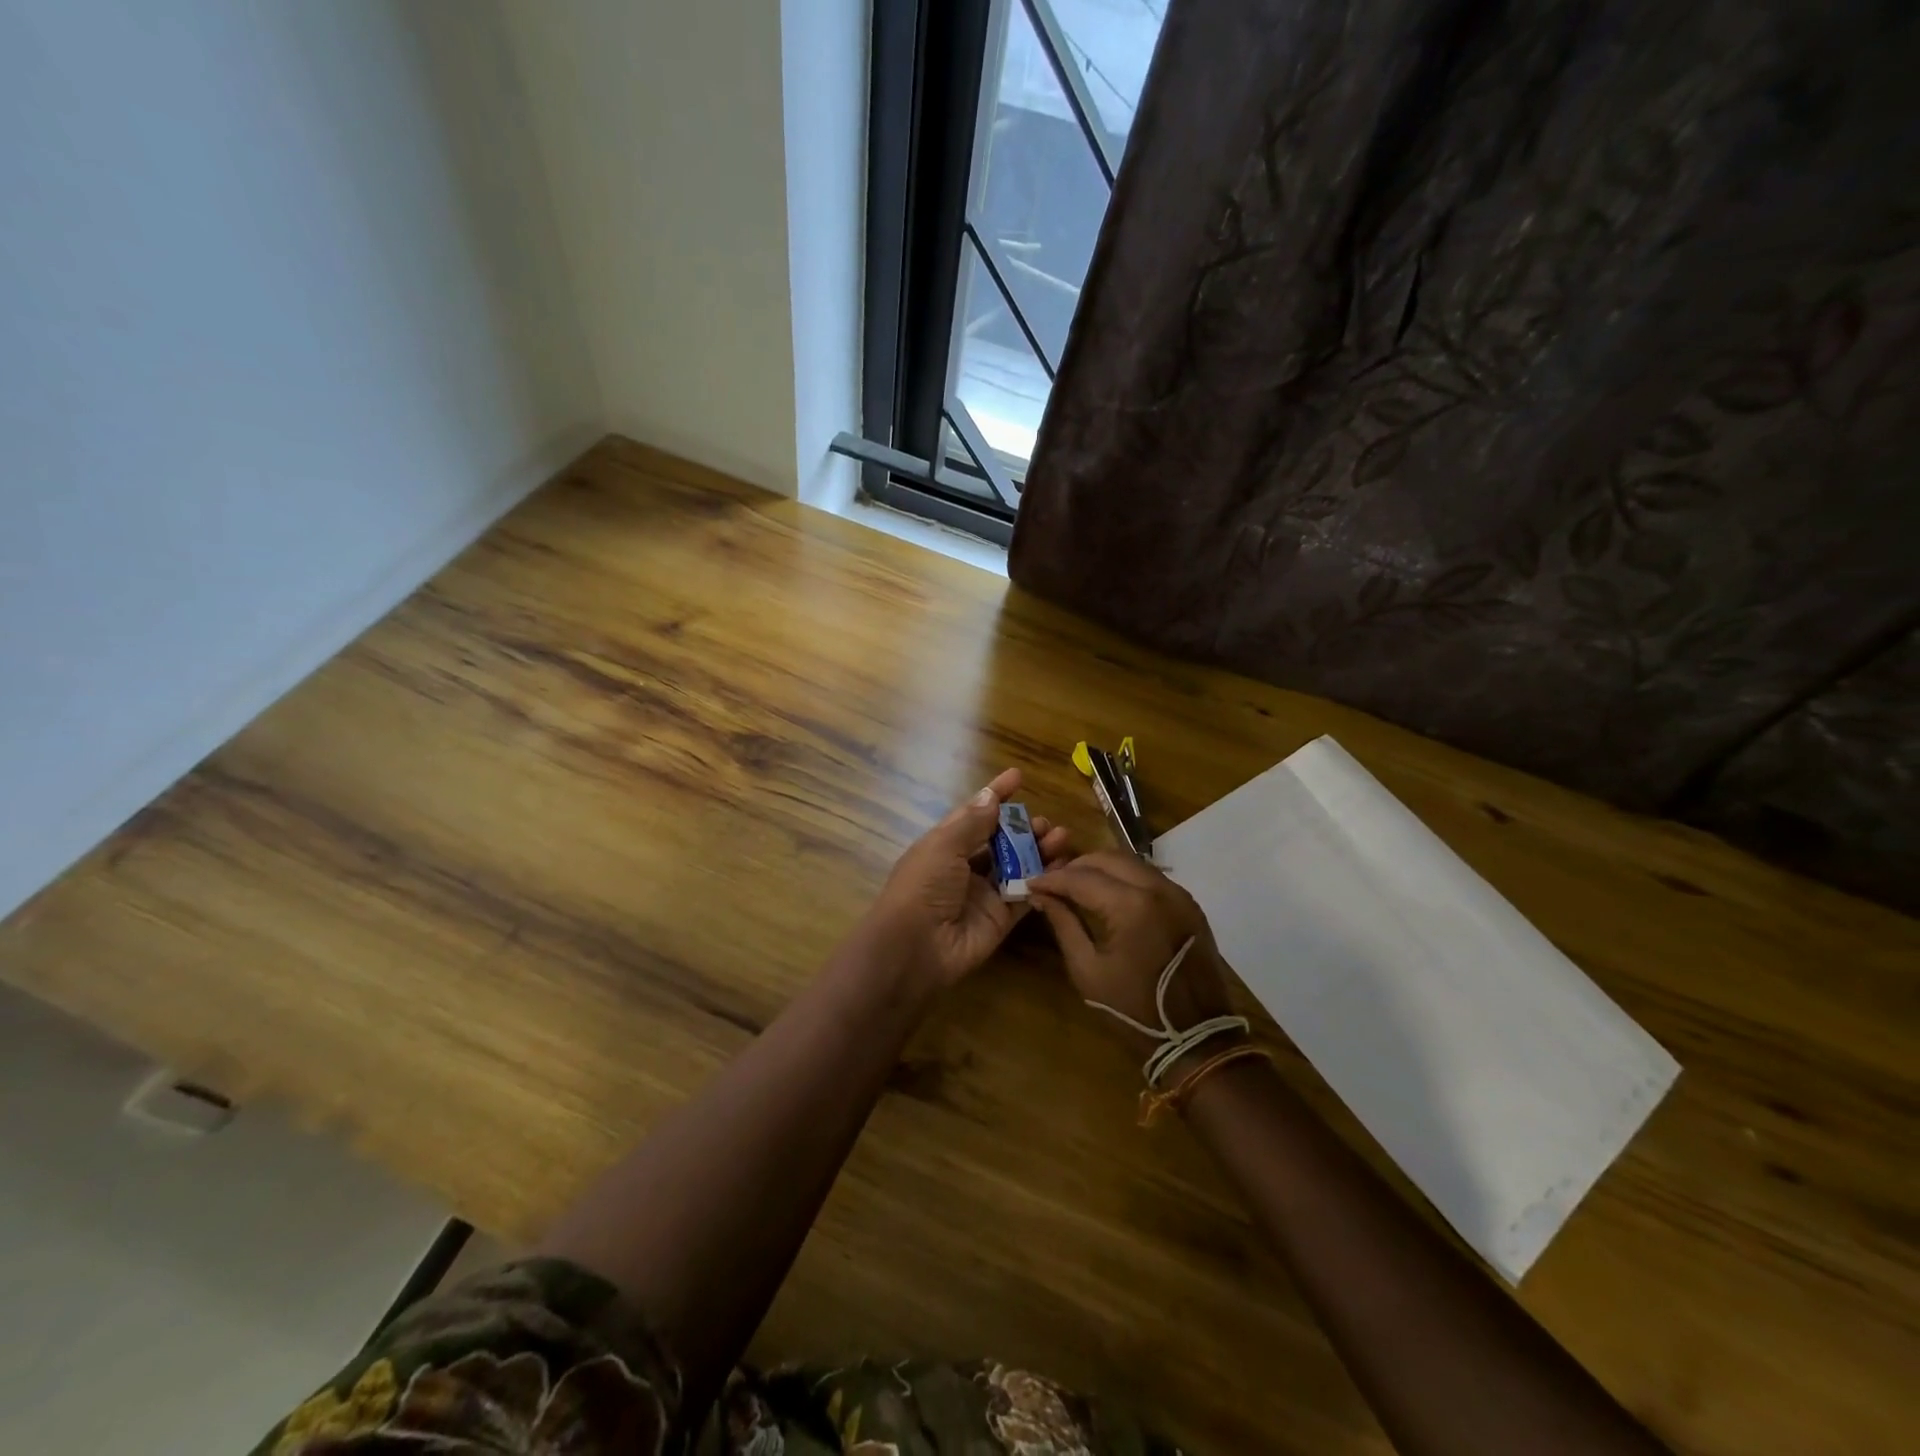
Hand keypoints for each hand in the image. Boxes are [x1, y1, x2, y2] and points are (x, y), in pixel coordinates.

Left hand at [862, 768, 1071, 989]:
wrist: (916, 947)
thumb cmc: (923, 886)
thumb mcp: (944, 846)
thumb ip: (972, 822)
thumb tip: (991, 796)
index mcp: (945, 844)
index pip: (974, 813)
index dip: (995, 795)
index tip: (1017, 776)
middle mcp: (965, 866)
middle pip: (1000, 840)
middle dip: (1022, 827)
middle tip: (1044, 823)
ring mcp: (984, 893)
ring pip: (1017, 865)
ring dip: (1037, 849)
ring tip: (1060, 837)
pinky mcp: (1001, 918)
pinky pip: (1026, 893)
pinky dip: (1043, 878)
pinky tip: (1062, 865)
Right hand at [1027, 852, 1240, 1073]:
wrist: (1196, 1038)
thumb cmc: (1134, 1010)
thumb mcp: (1087, 969)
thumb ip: (1063, 924)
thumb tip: (1042, 896)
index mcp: (1131, 906)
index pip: (1082, 878)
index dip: (1052, 879)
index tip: (1031, 883)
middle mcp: (1158, 888)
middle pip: (1108, 859)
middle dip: (1076, 865)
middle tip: (1052, 880)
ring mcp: (1178, 894)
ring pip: (1131, 863)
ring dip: (1101, 868)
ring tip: (1076, 884)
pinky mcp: (1189, 904)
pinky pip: (1150, 877)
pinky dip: (1124, 878)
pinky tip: (1108, 893)